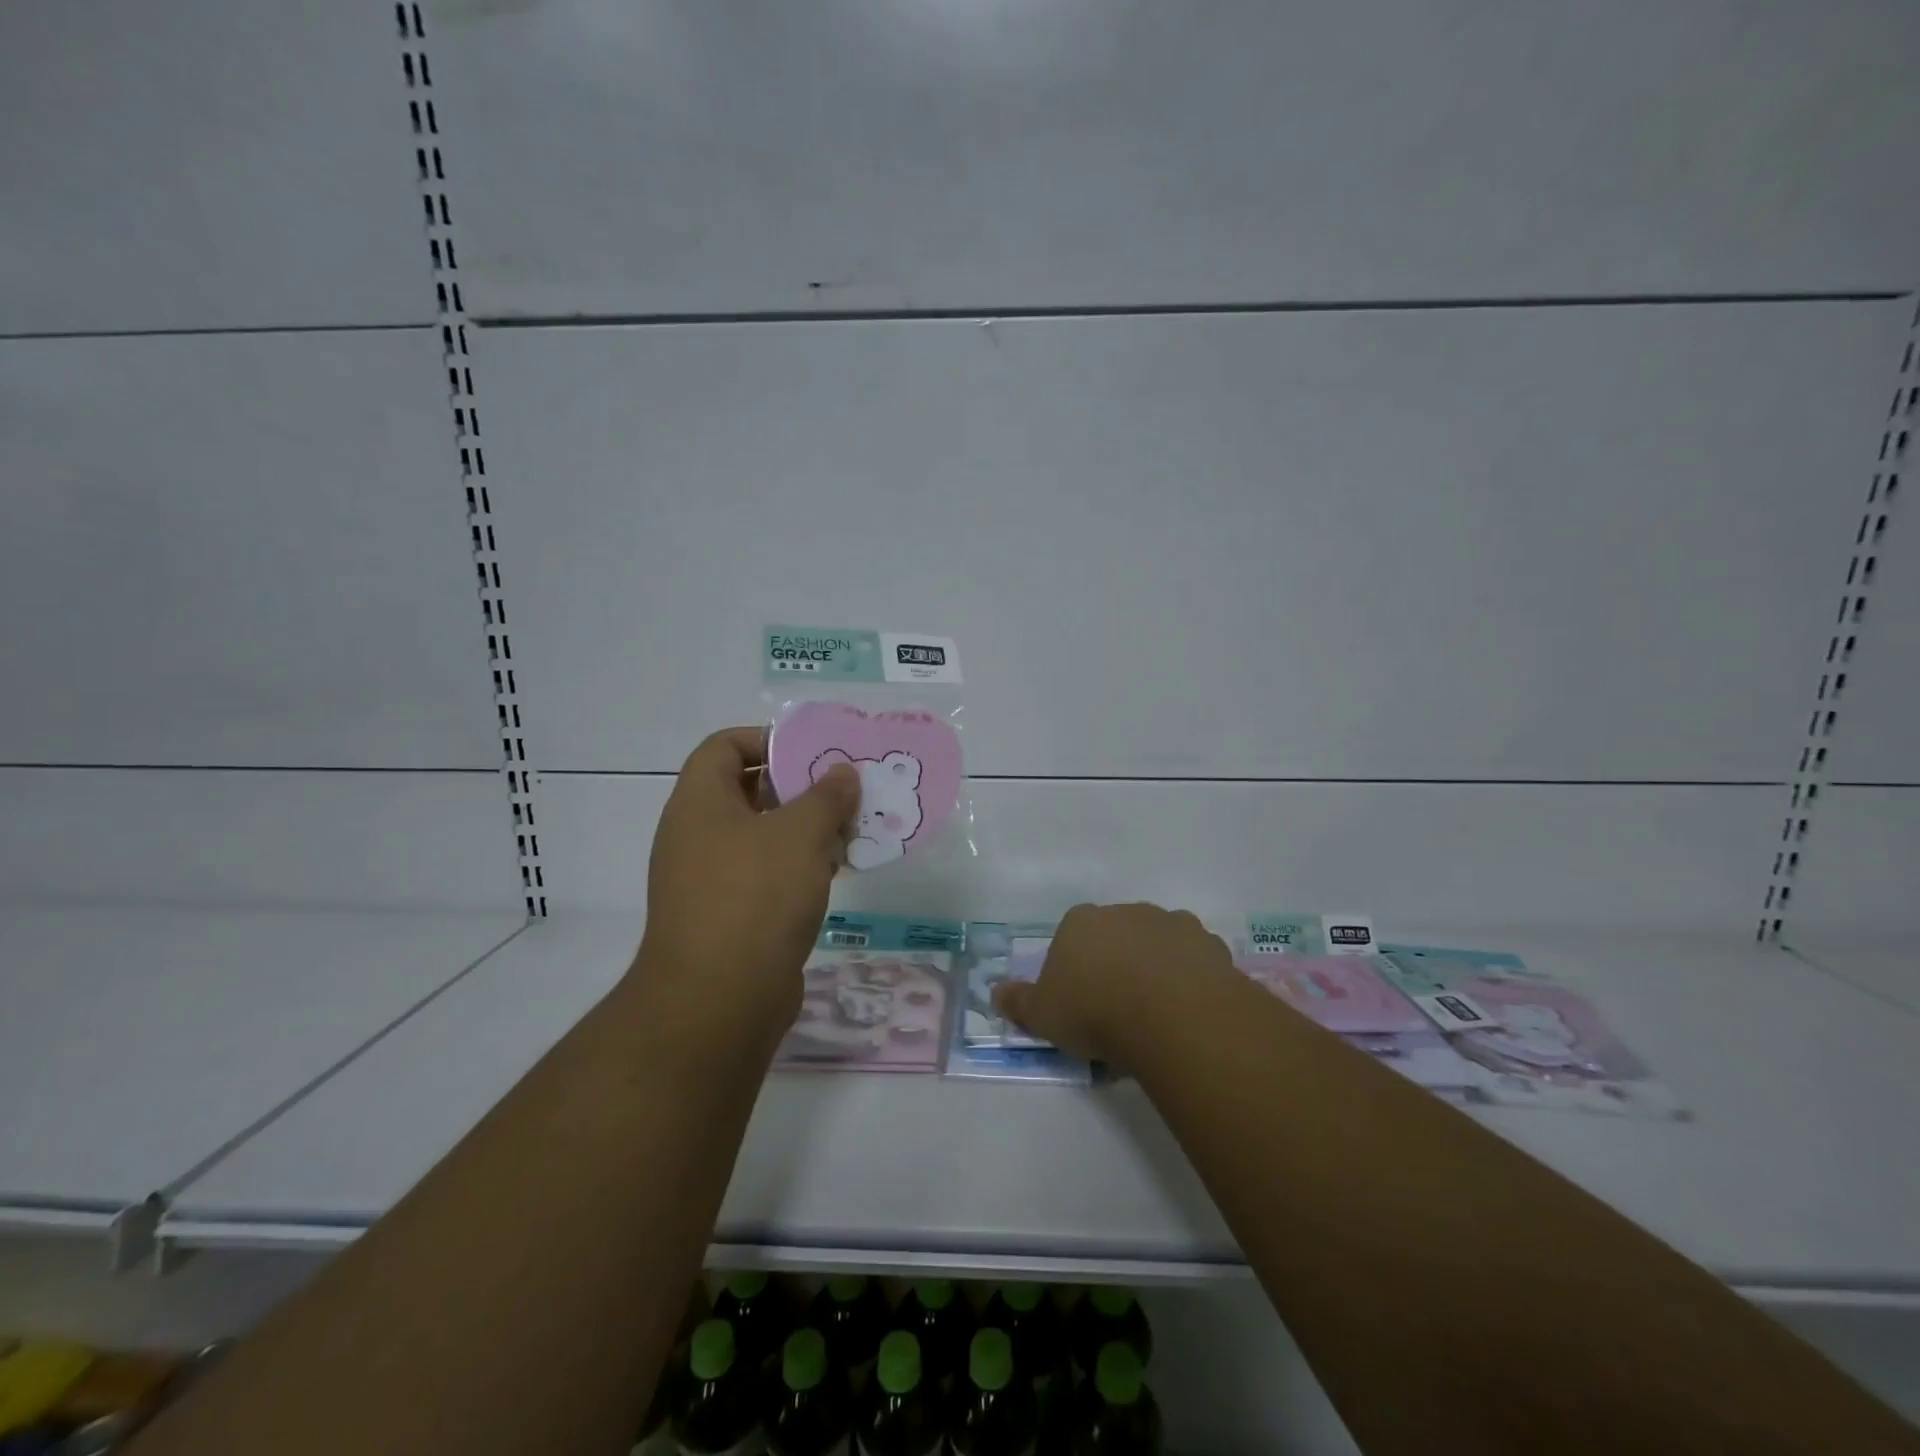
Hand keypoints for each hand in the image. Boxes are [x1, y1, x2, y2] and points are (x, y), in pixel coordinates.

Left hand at [634, 726, 859, 1040]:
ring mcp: (711, 879)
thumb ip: (826, 796)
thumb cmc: (756, 897)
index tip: (812, 751)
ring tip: (852, 827)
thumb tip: (842, 772)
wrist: (718, 1000)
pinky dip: (800, 866)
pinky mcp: (730, 915)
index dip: (766, 739)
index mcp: (700, 803)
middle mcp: (698, 835)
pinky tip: (838, 870)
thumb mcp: (800, 834)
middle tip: (844, 788)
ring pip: (763, 836)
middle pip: (748, 790)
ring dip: (806, 829)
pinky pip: (767, 874)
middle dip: (799, 786)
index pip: (724, 746)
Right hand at [991, 902, 1239, 1067]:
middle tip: (1118, 1012)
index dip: (1074, 970)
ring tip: (1157, 1016)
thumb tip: (996, 992)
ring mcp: (1171, 923)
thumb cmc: (1095, 1011)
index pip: (1071, 938)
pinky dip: (1191, 980)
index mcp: (1082, 921)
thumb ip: (1018, 1002)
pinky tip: (1188, 1012)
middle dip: (1116, 965)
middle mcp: (1126, 912)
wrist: (1172, 1016)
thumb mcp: (1043, 1015)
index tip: (1080, 1004)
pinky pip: (1195, 962)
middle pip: (1116, 936)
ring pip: (1158, 945)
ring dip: (1156, 968)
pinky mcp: (1209, 944)